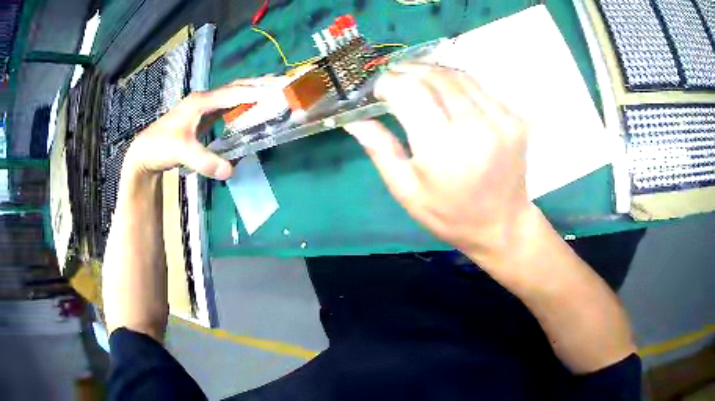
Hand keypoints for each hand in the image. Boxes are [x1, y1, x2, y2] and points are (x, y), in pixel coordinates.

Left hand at [123, 77, 280, 179]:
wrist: (144, 152)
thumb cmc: (160, 147)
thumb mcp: (182, 153)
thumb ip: (204, 161)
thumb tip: (230, 171)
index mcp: (201, 102)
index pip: (234, 93)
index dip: (256, 92)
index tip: (278, 91)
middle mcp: (205, 99)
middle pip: (237, 87)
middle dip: (260, 84)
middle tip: (283, 83)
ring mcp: (203, 107)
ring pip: (233, 93)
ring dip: (253, 90)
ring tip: (274, 91)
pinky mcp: (203, 116)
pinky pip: (228, 104)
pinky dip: (243, 102)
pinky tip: (251, 107)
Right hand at [345, 64, 533, 262]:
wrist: (503, 224)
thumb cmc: (450, 215)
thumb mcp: (406, 191)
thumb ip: (379, 150)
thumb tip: (354, 119)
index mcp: (443, 149)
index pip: (409, 92)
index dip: (389, 83)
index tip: (379, 89)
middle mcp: (475, 127)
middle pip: (435, 77)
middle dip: (409, 70)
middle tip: (394, 77)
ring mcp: (501, 120)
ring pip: (459, 76)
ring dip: (433, 71)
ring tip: (416, 78)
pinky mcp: (515, 118)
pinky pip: (479, 87)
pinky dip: (456, 82)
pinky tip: (446, 91)